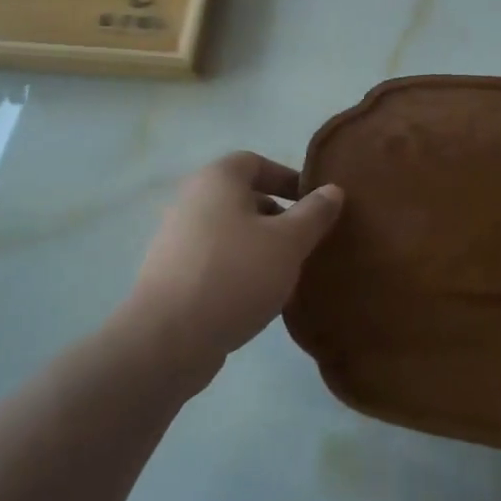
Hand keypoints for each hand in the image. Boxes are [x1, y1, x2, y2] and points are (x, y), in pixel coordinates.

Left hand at [127, 152, 343, 374]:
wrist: (169, 338)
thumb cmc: (235, 275)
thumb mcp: (288, 242)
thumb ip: (314, 213)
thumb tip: (332, 190)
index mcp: (217, 180)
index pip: (255, 162)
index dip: (287, 178)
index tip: (314, 204)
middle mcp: (191, 200)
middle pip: (243, 198)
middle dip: (278, 217)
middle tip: (305, 243)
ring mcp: (177, 239)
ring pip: (230, 232)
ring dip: (260, 247)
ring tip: (286, 274)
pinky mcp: (172, 274)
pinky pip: (215, 260)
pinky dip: (239, 269)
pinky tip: (257, 297)